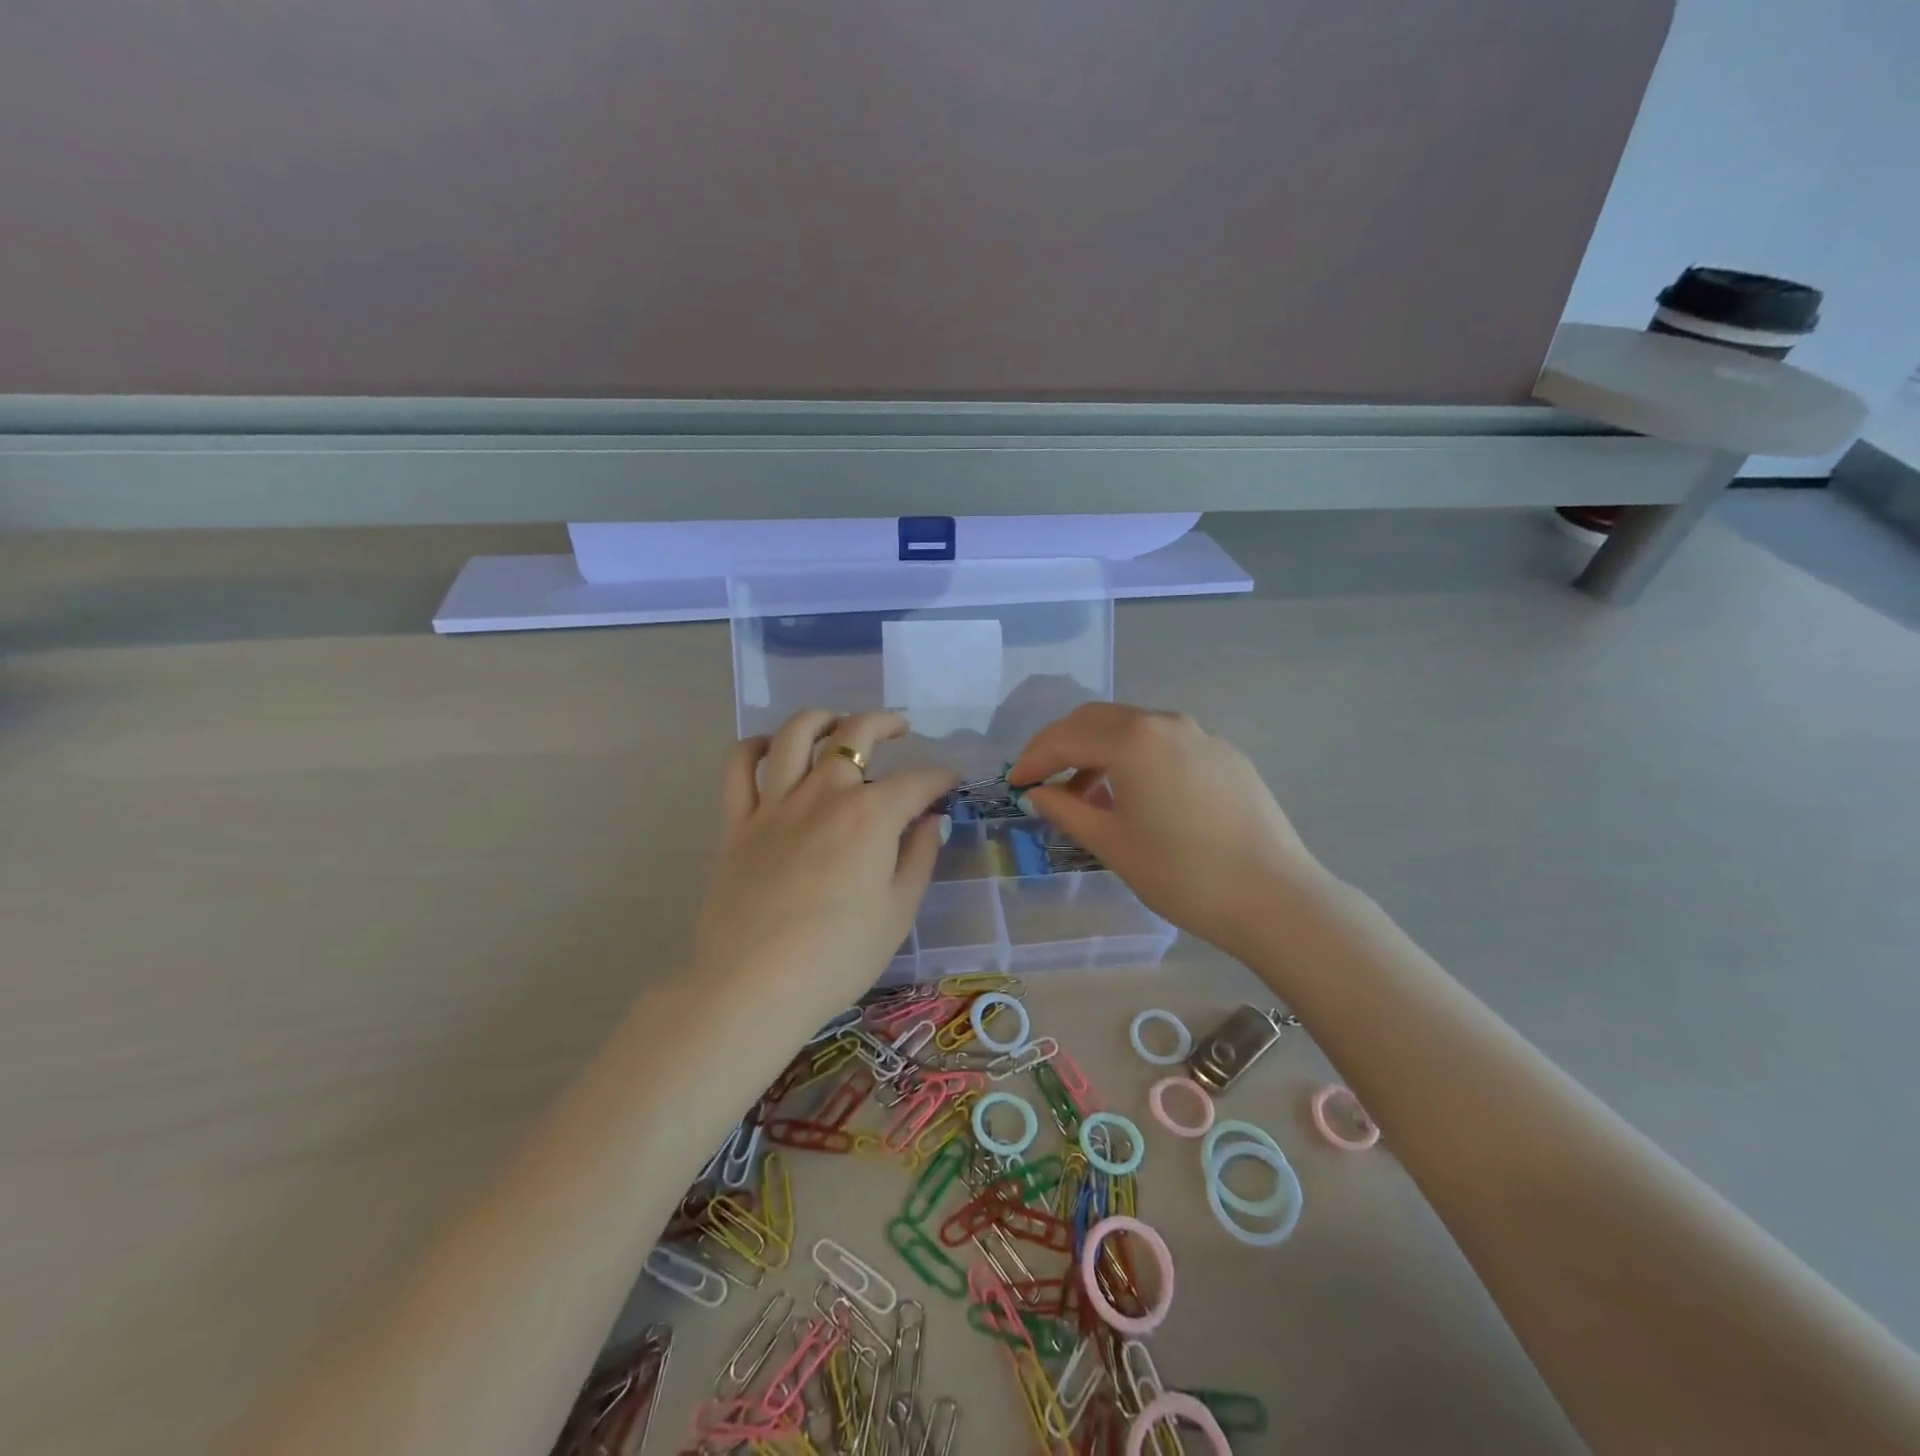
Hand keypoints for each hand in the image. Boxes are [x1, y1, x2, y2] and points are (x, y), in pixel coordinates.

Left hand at [693, 710, 956, 1012]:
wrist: (753, 987)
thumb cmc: (838, 957)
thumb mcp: (898, 912)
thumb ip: (919, 857)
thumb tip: (931, 820)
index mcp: (870, 816)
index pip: (916, 782)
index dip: (939, 779)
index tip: (950, 783)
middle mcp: (824, 794)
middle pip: (855, 736)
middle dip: (885, 723)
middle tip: (900, 729)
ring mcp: (774, 804)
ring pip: (794, 735)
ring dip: (822, 718)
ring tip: (838, 724)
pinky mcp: (736, 823)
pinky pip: (738, 768)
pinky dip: (754, 747)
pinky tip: (770, 749)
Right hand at [1008, 703, 1330, 964]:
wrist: (1275, 898)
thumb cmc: (1182, 875)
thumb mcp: (1112, 844)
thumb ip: (1067, 810)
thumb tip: (1038, 793)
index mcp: (1133, 740)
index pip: (1066, 737)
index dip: (1033, 759)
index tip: (1014, 784)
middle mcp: (1166, 723)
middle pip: (1097, 719)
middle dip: (1062, 745)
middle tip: (1041, 780)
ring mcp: (1201, 735)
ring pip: (1133, 728)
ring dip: (1099, 750)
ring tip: (1086, 793)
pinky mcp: (1225, 754)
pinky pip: (1165, 743)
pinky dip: (1135, 757)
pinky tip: (1136, 795)